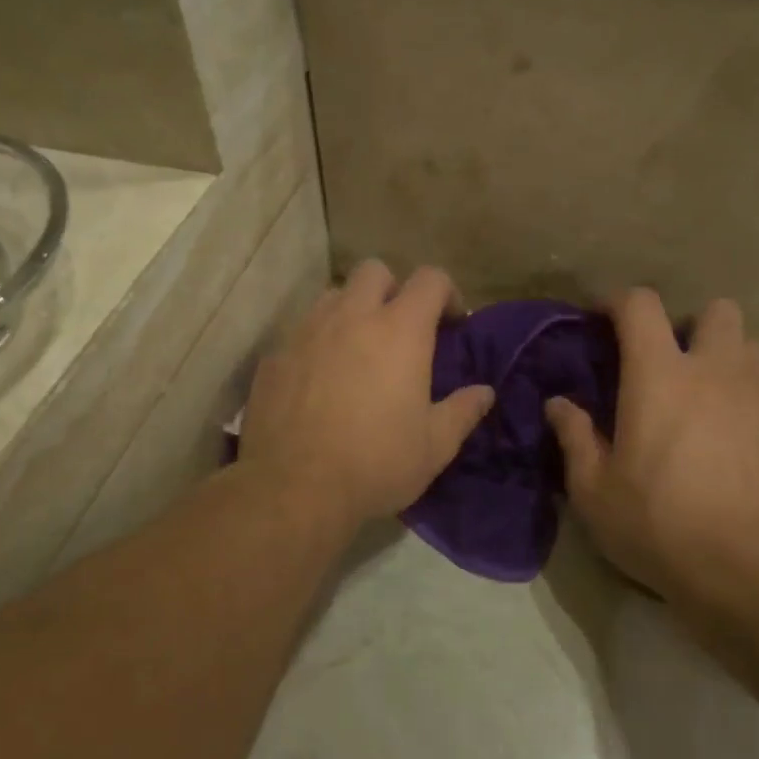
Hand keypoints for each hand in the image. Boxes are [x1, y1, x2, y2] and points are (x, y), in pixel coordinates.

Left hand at [241, 261, 495, 531]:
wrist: (293, 488)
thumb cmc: (376, 464)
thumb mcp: (434, 446)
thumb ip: (463, 411)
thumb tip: (485, 392)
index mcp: (399, 331)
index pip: (430, 279)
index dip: (446, 293)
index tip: (452, 323)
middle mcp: (351, 317)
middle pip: (374, 270)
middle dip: (393, 289)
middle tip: (400, 329)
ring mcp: (306, 332)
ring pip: (333, 296)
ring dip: (352, 311)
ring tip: (358, 350)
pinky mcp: (274, 356)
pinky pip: (300, 332)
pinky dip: (317, 344)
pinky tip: (319, 381)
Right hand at [546, 289, 758, 607]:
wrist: (756, 572)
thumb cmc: (661, 526)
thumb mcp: (596, 492)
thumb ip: (575, 438)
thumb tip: (558, 404)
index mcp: (660, 376)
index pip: (642, 305)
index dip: (618, 301)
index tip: (603, 319)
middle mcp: (715, 371)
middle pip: (715, 310)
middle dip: (689, 323)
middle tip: (667, 361)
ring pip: (749, 344)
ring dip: (724, 354)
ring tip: (703, 393)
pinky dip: (744, 393)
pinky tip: (727, 435)